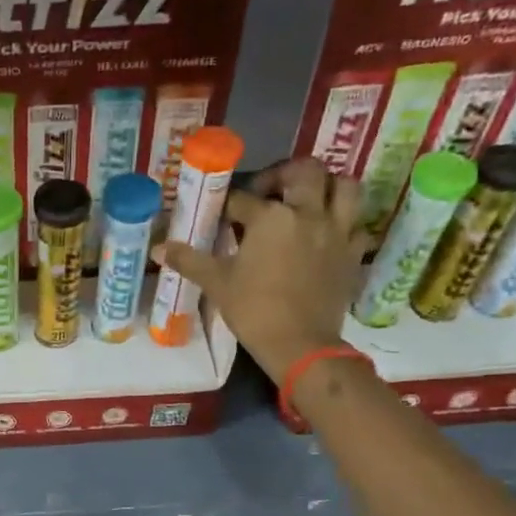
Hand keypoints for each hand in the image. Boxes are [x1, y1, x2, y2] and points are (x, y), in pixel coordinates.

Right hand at [160, 158, 369, 378]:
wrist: (300, 344)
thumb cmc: (254, 310)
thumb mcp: (216, 283)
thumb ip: (189, 260)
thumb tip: (159, 248)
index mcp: (271, 217)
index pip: (243, 199)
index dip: (227, 205)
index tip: (220, 216)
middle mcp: (308, 213)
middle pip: (304, 171)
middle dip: (283, 174)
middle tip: (268, 192)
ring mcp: (337, 231)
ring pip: (344, 186)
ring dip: (326, 185)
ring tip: (307, 199)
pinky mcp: (353, 252)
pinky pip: (357, 223)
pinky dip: (344, 221)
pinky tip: (328, 232)